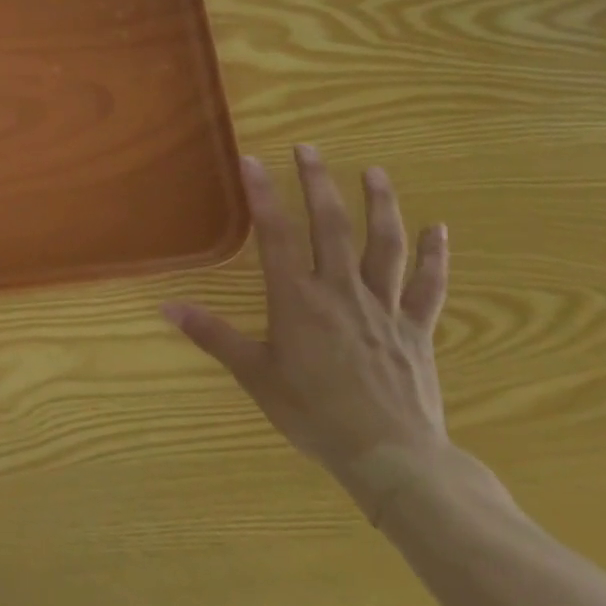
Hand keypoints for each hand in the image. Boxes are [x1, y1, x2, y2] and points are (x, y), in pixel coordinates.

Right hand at [164, 145, 450, 512]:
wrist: (391, 457)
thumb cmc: (314, 413)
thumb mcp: (254, 375)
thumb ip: (213, 336)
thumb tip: (166, 307)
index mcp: (298, 300)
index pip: (276, 235)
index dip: (263, 195)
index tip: (252, 160)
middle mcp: (341, 292)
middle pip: (331, 226)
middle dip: (318, 183)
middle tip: (309, 148)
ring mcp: (384, 308)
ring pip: (384, 246)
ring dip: (379, 205)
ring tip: (374, 172)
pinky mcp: (415, 329)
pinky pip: (427, 286)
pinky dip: (434, 256)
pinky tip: (439, 229)